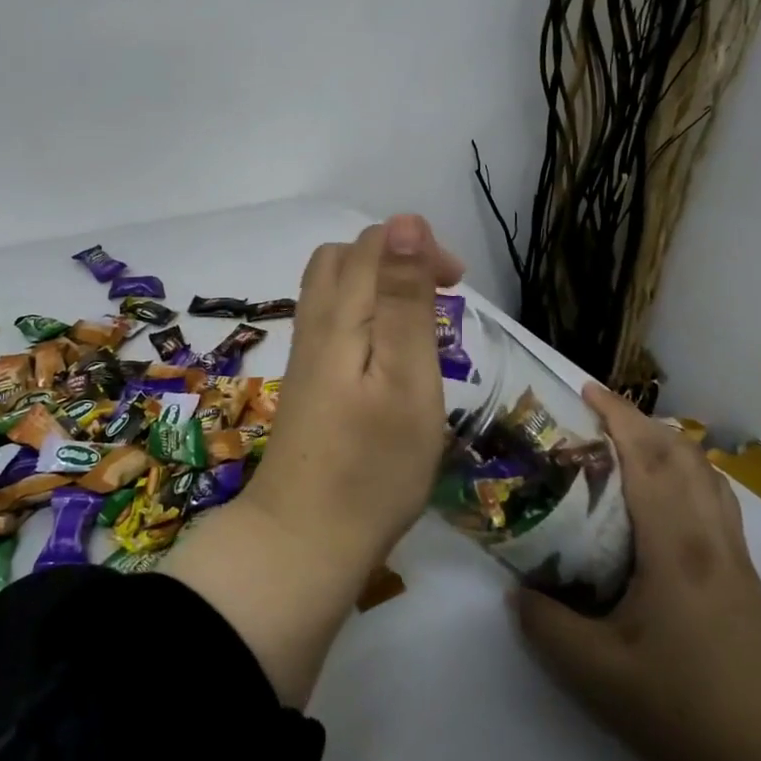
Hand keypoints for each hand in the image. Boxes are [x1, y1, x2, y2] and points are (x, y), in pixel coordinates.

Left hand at [159, 214, 462, 704]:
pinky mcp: (307, 383)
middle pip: (346, 258)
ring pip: (333, 287)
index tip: (456, 285)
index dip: (418, 247)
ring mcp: (306, 354)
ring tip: (417, 322)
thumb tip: (405, 222)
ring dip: (378, 285)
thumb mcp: (406, 378)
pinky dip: (363, 313)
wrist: (304, 538)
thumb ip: (403, 300)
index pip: (374, 244)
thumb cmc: (372, 465)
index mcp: (341, 315)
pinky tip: (385, 354)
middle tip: (438, 296)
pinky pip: (331, 320)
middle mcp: (315, 323)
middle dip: (395, 258)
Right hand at [513, 384, 760, 760]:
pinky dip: (690, 475)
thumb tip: (518, 592)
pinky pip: (718, 501)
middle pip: (683, 453)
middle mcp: (711, 537)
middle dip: (640, 421)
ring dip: (670, 445)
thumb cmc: (685, 708)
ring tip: (629, 447)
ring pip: (708, 475)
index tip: (584, 390)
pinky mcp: (748, 580)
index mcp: (676, 546)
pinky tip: (666, 502)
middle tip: (596, 416)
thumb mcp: (596, 672)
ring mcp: (737, 557)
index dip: (617, 416)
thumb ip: (545, 624)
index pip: (648, 458)